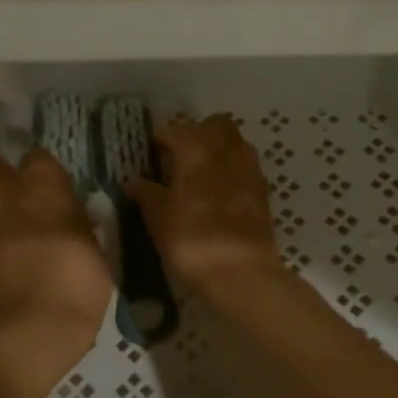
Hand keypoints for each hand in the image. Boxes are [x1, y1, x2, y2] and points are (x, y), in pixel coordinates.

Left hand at [0, 148, 111, 392]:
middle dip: (4, 175)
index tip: (49, 183)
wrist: (31, 329)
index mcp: (48, 190)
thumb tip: (77, 222)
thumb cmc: (78, 287)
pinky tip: (1, 268)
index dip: (41, 169)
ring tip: (11, 238)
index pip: (38, 158)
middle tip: (20, 195)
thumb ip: (81, 230)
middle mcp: (10, 198)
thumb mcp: (97, 255)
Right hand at [128, 116, 285, 295]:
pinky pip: (246, 167)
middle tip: (179, 156)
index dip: (161, 138)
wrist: (242, 272)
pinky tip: (219, 193)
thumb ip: (146, 193)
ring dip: (218, 149)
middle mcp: (227, 151)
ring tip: (200, 174)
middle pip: (215, 125)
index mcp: (197, 150)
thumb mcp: (158, 218)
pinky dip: (232, 171)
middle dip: (197, 133)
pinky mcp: (263, 192)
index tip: (150, 152)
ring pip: (235, 143)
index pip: (176, 129)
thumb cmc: (192, 239)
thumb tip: (134, 181)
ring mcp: (250, 170)